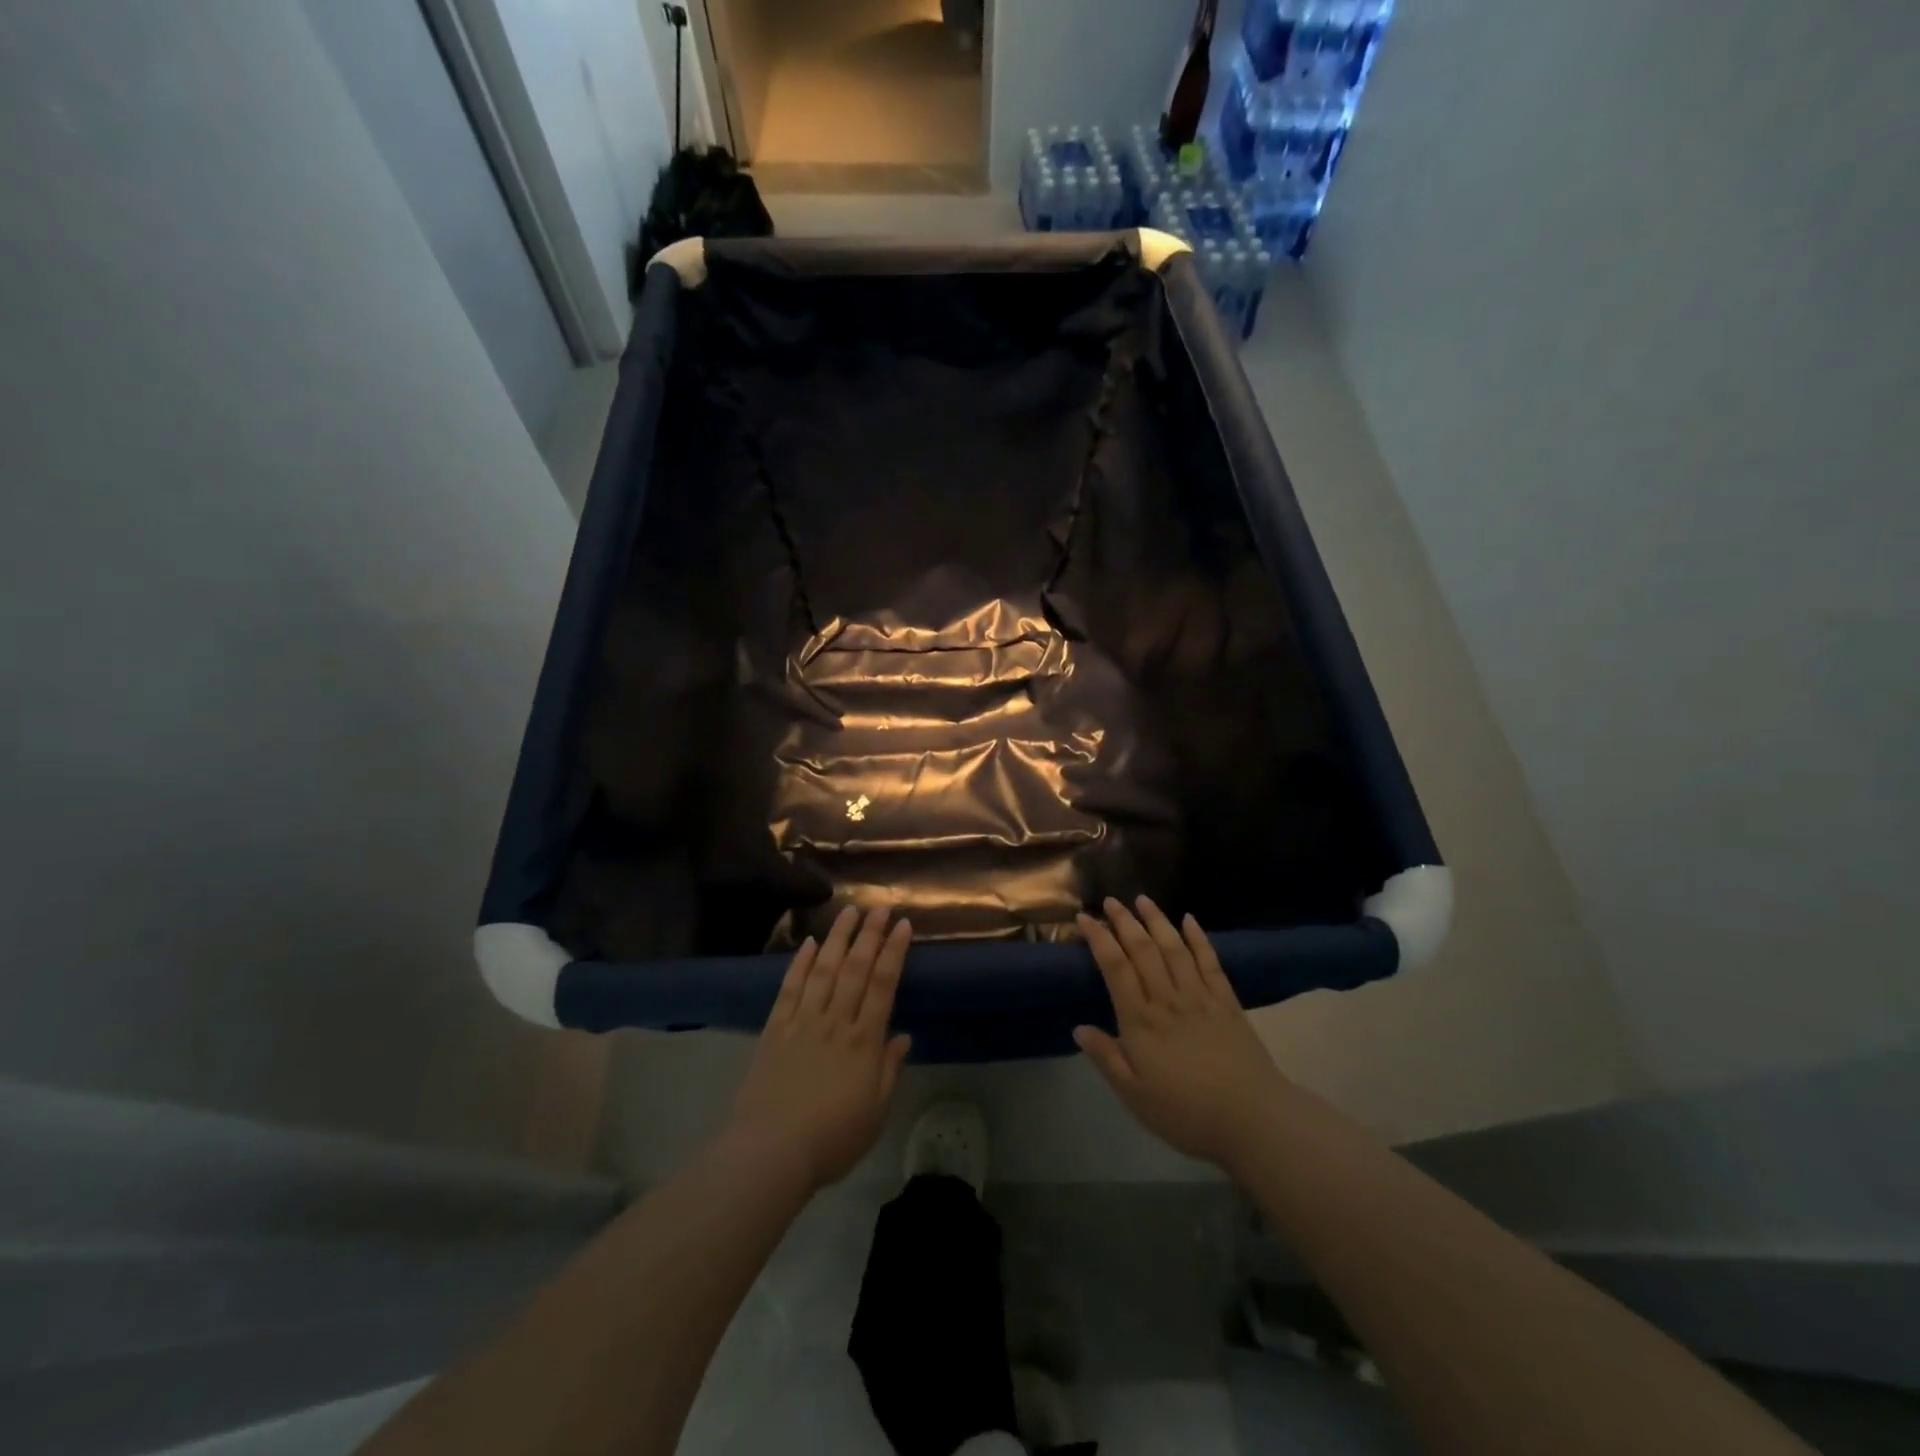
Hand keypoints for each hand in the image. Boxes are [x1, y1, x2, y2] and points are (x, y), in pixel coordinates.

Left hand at [729, 906, 912, 1192]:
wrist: (772, 1152)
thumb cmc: (832, 1139)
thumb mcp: (875, 1112)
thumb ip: (888, 1070)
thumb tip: (903, 1036)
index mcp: (864, 1041)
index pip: (883, 985)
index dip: (894, 952)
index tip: (903, 925)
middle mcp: (835, 1021)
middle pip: (855, 968)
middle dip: (870, 935)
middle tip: (879, 907)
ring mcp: (803, 1022)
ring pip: (823, 969)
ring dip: (837, 938)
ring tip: (848, 911)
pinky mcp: (775, 1029)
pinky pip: (790, 988)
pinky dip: (800, 963)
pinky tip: (808, 943)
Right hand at [1073, 896, 1289, 1172]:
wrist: (1252, 1119)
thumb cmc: (1186, 1113)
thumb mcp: (1135, 1095)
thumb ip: (1106, 1058)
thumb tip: (1078, 1028)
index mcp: (1140, 1021)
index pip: (1115, 968)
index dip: (1098, 939)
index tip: (1085, 918)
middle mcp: (1167, 999)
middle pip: (1142, 950)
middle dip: (1124, 921)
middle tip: (1111, 900)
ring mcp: (1200, 997)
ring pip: (1174, 948)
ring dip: (1157, 921)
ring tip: (1143, 899)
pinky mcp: (1227, 1002)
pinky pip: (1210, 962)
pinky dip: (1198, 939)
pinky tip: (1190, 920)